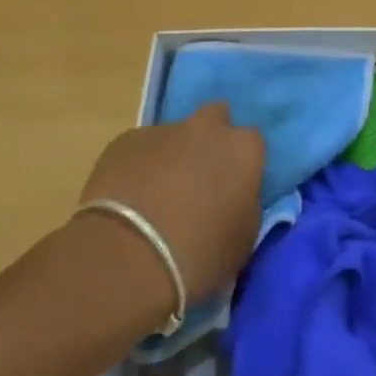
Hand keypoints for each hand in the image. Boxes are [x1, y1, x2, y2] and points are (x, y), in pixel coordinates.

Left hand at [75, 102, 264, 307]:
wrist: (129, 257)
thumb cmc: (200, 254)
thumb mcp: (245, 238)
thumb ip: (245, 205)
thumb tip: (234, 197)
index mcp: (243, 150)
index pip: (252, 143)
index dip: (243, 163)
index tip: (234, 187)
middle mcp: (207, 130)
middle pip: (215, 117)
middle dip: (210, 139)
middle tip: (199, 177)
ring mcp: (163, 131)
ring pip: (174, 136)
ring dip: (171, 156)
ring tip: (155, 196)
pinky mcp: (123, 142)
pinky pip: (138, 149)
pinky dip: (137, 167)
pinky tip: (127, 198)